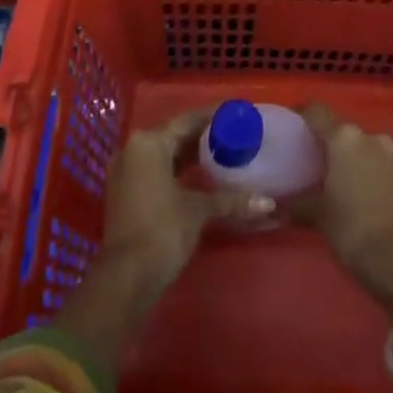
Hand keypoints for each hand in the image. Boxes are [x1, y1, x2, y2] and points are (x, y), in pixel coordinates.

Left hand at [99, 108, 271, 294]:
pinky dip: (176, 171)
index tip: (234, 114)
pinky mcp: (125, 194)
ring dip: (189, 155)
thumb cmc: (162, 230)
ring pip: (163, 154)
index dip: (211, 117)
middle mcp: (132, 150)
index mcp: (148, 142)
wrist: (126, 278)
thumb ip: (231, 201)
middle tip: (232, 135)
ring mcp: (125, 172)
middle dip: (202, 137)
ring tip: (221, 154)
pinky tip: (199, 179)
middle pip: (173, 135)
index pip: (186, 120)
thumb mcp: (198, 211)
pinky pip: (155, 170)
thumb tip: (268, 203)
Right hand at [289, 104, 392, 304]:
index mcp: (344, 138)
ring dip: (354, 157)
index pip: (317, 111)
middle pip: (343, 130)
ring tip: (341, 179)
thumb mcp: (319, 216)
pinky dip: (373, 172)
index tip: (293, 124)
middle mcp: (370, 137)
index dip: (303, 114)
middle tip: (315, 161)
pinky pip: (384, 164)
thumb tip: (276, 206)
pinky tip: (365, 193)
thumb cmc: (351, 229)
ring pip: (366, 146)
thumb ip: (297, 204)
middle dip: (330, 143)